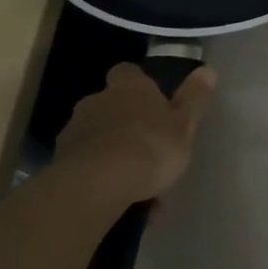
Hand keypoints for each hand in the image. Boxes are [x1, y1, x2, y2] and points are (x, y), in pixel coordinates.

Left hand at [52, 63, 216, 205]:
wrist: (95, 185)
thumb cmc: (149, 147)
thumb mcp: (184, 124)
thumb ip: (194, 98)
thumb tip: (207, 70)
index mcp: (129, 88)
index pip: (127, 72)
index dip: (138, 83)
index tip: (151, 98)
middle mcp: (97, 102)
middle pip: (110, 104)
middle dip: (125, 121)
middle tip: (148, 145)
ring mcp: (74, 131)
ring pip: (98, 136)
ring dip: (113, 151)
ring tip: (136, 182)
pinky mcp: (60, 162)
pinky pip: (87, 164)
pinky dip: (101, 176)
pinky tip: (120, 198)